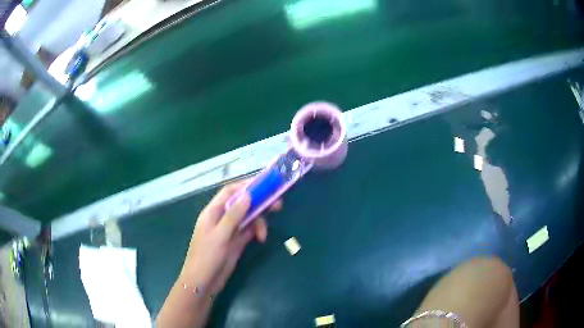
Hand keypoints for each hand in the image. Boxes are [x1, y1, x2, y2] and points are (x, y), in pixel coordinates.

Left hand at [179, 180, 281, 296]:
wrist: (203, 282)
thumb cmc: (207, 257)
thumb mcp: (220, 235)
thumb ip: (233, 215)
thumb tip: (247, 195)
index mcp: (213, 212)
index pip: (230, 192)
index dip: (245, 186)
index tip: (264, 185)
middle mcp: (222, 218)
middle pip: (242, 204)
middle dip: (258, 203)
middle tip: (277, 204)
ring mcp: (230, 231)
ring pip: (248, 218)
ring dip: (258, 222)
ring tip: (264, 234)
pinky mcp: (236, 243)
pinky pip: (249, 231)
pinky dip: (257, 232)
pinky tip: (261, 238)